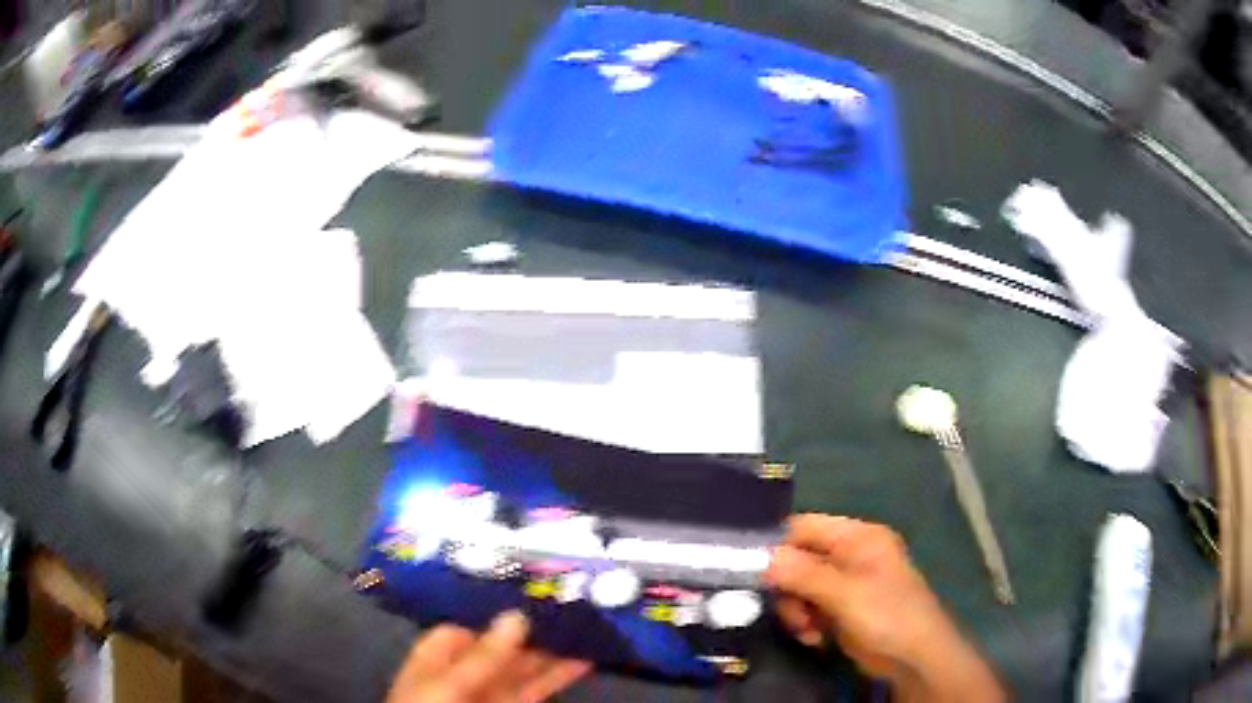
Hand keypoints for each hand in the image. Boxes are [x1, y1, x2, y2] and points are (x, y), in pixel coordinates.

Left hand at [386, 611, 591, 702]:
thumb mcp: (447, 686)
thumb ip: (482, 657)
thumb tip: (516, 614)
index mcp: (438, 655)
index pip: (470, 622)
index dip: (501, 606)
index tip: (537, 588)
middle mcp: (466, 669)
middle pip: (503, 643)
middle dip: (536, 626)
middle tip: (578, 601)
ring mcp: (489, 691)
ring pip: (525, 666)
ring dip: (554, 649)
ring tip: (590, 626)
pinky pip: (536, 688)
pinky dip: (558, 675)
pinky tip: (583, 660)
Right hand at [765, 515, 1004, 701]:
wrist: (914, 658)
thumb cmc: (887, 615)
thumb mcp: (845, 594)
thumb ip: (803, 574)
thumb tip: (760, 557)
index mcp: (856, 537)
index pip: (804, 527)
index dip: (776, 545)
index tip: (751, 570)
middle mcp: (848, 554)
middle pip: (796, 559)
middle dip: (788, 588)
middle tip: (792, 612)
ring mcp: (844, 582)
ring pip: (797, 587)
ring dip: (795, 610)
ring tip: (807, 631)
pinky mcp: (839, 608)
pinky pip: (807, 607)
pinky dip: (805, 622)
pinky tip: (816, 638)